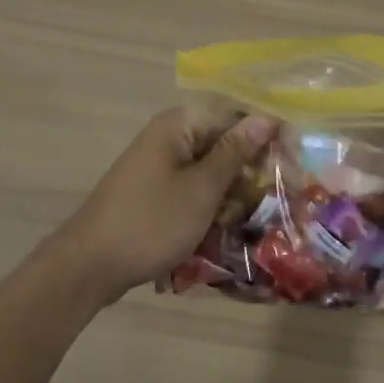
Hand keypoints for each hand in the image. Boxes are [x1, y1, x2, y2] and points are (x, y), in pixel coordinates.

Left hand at [55, 108, 275, 304]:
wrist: (88, 266)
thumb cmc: (150, 222)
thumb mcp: (201, 189)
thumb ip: (234, 152)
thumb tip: (265, 117)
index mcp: (179, 124)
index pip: (235, 115)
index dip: (267, 136)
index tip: (295, 161)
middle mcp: (169, 137)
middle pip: (224, 142)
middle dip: (252, 169)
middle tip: (282, 197)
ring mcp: (160, 165)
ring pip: (211, 170)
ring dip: (233, 192)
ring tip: (257, 218)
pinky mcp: (155, 192)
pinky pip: (194, 189)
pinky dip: (212, 205)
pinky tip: (228, 228)